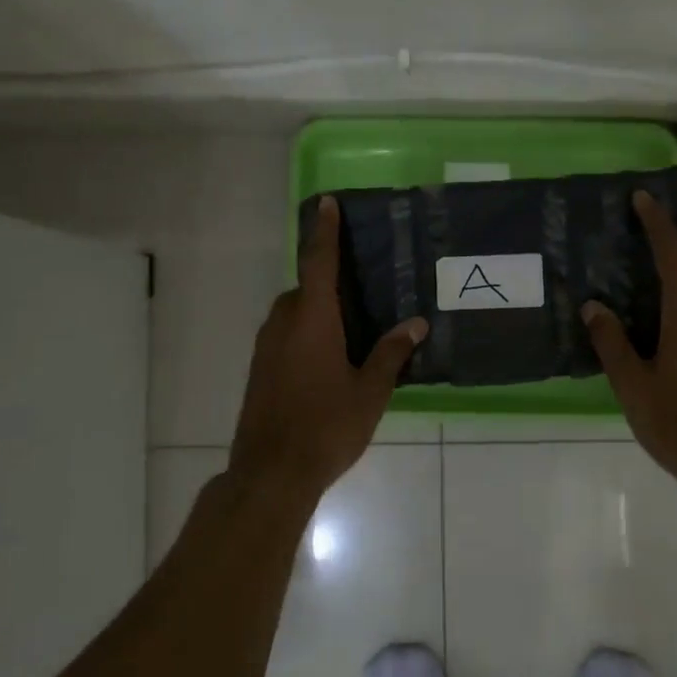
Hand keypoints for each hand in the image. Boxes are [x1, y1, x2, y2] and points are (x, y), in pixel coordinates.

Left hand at [228, 196, 427, 501]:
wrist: (271, 473)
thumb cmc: (326, 426)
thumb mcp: (370, 391)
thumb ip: (392, 353)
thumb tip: (416, 323)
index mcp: (312, 319)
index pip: (318, 262)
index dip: (325, 230)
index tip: (328, 203)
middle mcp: (284, 323)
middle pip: (306, 288)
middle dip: (330, 283)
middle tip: (363, 291)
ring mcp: (266, 346)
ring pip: (294, 313)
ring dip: (317, 310)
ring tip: (351, 330)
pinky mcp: (259, 368)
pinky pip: (285, 334)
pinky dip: (305, 332)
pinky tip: (328, 361)